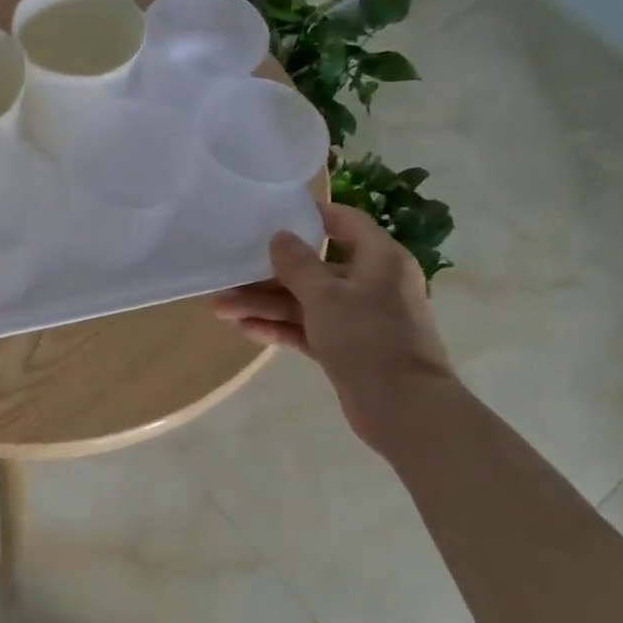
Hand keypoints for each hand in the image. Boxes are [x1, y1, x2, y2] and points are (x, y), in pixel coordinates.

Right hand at [209, 203, 454, 448]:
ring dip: (264, 304)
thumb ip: (297, 264)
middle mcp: (370, 284)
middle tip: (228, 274)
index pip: (345, 223)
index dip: (311, 215)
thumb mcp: (326, 295)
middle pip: (313, 268)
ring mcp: (358, 319)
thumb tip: (279, 237)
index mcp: (379, 260)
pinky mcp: (346, 348)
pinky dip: (280, 328)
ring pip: (304, 302)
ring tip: (219, 308)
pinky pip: (307, 329)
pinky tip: (244, 328)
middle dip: (268, 274)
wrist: (403, 409)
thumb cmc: (368, 337)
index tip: (272, 214)